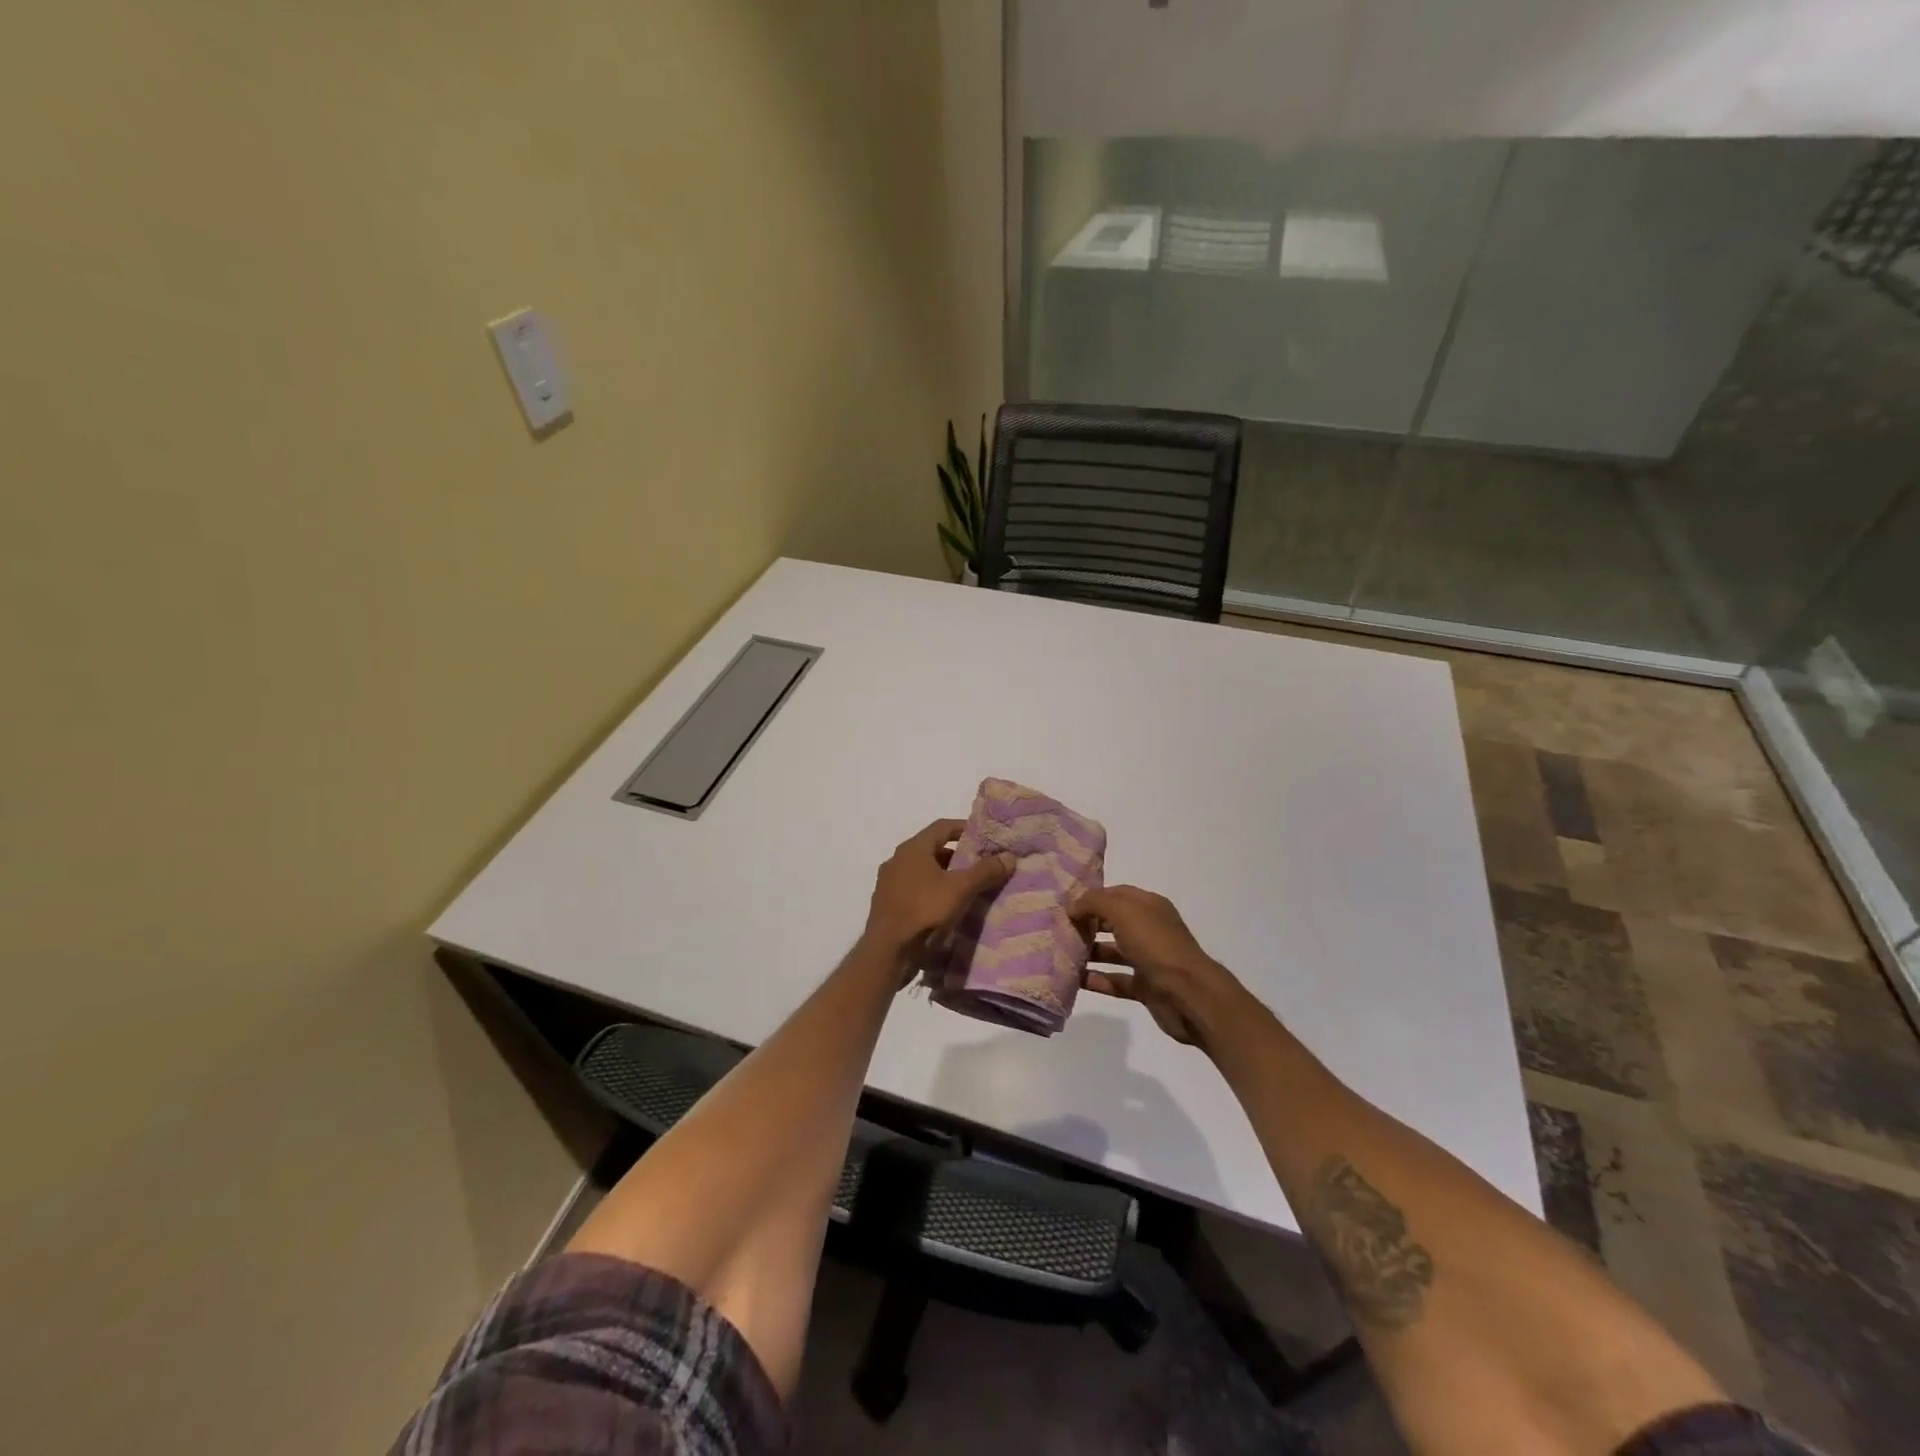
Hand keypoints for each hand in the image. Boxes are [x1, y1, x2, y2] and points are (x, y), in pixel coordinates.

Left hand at [864, 818, 1014, 957]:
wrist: (888, 952)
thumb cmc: (925, 911)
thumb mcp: (961, 889)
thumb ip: (985, 871)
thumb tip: (1009, 856)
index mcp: (912, 849)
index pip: (942, 827)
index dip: (964, 828)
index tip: (983, 838)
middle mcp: (897, 860)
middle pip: (931, 849)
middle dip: (955, 856)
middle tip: (977, 866)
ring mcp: (888, 883)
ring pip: (921, 871)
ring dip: (942, 876)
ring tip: (964, 889)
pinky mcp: (886, 905)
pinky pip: (912, 890)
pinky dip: (929, 892)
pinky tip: (943, 908)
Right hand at [1071, 885, 1249, 1048]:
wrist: (1189, 995)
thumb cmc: (1157, 946)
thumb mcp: (1124, 913)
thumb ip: (1095, 903)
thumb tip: (1072, 906)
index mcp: (1149, 906)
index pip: (1116, 894)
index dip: (1092, 897)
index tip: (1064, 904)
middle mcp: (1149, 929)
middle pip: (1113, 922)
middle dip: (1088, 924)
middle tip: (1058, 928)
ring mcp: (1148, 959)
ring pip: (1113, 952)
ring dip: (1089, 952)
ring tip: (1060, 954)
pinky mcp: (1145, 987)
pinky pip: (1115, 980)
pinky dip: (1097, 980)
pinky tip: (1074, 980)